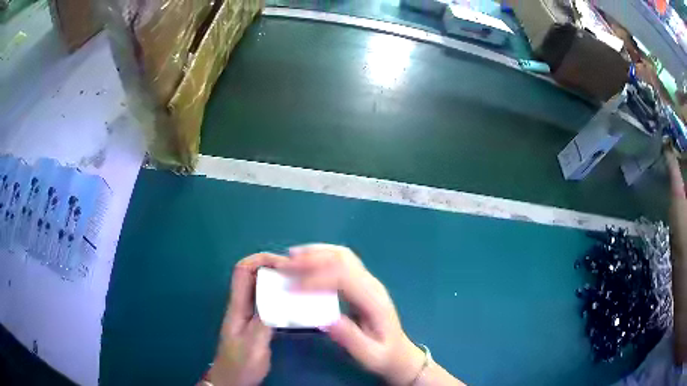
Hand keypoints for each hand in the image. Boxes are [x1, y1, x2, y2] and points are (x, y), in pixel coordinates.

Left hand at [209, 253, 288, 385]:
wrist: (233, 379)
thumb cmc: (240, 363)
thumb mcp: (254, 344)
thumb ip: (265, 321)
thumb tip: (280, 298)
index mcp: (237, 305)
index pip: (243, 270)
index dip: (262, 260)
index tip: (286, 266)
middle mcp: (242, 304)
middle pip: (253, 273)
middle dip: (275, 267)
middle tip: (300, 274)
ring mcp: (249, 313)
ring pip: (263, 286)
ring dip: (280, 281)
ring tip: (302, 285)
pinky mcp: (258, 322)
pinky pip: (270, 301)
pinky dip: (282, 296)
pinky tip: (297, 303)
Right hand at [278, 244, 425, 385]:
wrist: (399, 352)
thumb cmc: (383, 356)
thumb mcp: (369, 355)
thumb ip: (350, 338)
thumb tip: (325, 318)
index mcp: (374, 301)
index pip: (345, 278)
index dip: (316, 279)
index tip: (292, 287)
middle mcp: (372, 285)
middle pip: (343, 259)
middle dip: (312, 258)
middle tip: (285, 265)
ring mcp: (368, 281)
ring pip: (342, 255)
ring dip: (315, 253)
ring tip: (290, 258)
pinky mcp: (361, 282)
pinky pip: (341, 261)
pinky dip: (321, 255)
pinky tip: (305, 260)